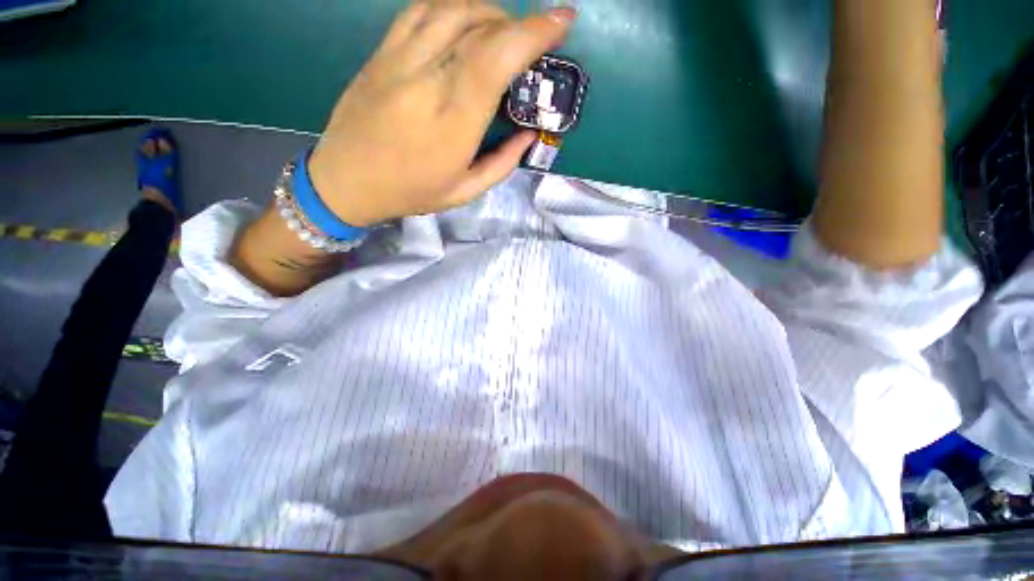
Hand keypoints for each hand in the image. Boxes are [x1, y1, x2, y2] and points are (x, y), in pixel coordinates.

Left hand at [309, 0, 575, 226]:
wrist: (345, 180)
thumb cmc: (410, 192)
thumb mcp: (465, 191)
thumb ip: (503, 163)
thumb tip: (529, 134)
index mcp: (453, 122)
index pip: (496, 58)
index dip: (533, 32)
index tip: (562, 19)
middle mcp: (427, 80)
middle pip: (479, 26)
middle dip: (516, 24)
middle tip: (531, 40)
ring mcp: (399, 59)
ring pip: (451, 8)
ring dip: (487, 11)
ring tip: (501, 31)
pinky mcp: (381, 52)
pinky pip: (420, 10)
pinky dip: (451, 6)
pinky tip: (464, 22)